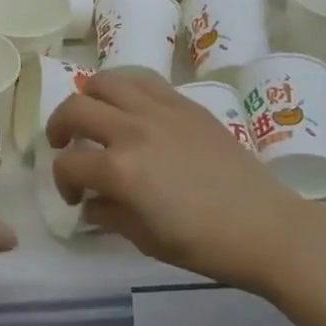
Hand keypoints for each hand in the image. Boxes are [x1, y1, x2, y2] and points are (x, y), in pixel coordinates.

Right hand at [47, 71, 309, 288]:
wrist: (266, 227)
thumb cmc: (204, 244)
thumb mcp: (146, 240)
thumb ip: (108, 214)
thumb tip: (89, 201)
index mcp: (120, 170)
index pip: (68, 164)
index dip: (61, 181)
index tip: (74, 197)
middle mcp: (132, 130)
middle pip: (75, 109)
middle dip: (59, 127)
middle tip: (64, 145)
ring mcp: (158, 110)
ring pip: (104, 81)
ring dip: (88, 97)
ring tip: (93, 115)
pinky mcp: (183, 103)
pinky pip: (142, 80)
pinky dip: (124, 88)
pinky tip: (129, 107)